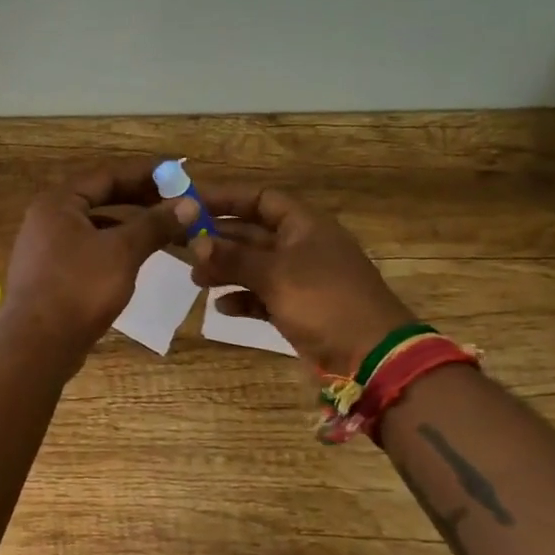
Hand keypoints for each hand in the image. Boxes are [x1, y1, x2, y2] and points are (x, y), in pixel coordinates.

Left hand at [0, 164, 191, 363]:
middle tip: (177, 201)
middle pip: (99, 199)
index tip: (177, 174)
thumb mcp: (122, 252)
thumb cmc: (79, 288)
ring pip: (95, 227)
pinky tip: (138, 258)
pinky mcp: (51, 275)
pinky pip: (89, 250)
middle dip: (139, 200)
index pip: (106, 176)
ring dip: (129, 225)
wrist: (37, 346)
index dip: (144, 174)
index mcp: (58, 203)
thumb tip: (189, 203)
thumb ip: (154, 224)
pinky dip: (115, 248)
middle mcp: (47, 219)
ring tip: (165, 230)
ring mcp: (46, 248)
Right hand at [184, 185, 415, 371]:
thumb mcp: (275, 275)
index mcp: (305, 225)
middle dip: (219, 238)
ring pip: (254, 266)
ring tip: (195, 279)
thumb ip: (233, 258)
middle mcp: (302, 246)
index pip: (260, 199)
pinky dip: (242, 298)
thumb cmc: (324, 301)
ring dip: (225, 269)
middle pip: (253, 232)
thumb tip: (195, 243)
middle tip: (182, 244)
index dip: (226, 198)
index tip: (191, 204)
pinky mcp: (298, 309)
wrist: (372, 356)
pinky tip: (221, 307)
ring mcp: (301, 279)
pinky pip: (263, 296)